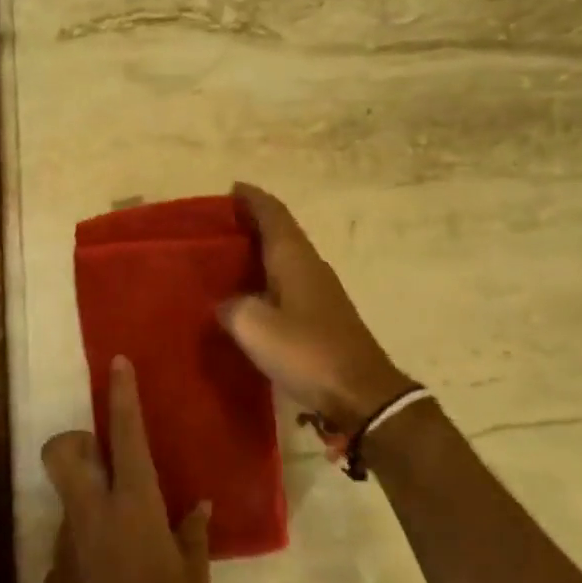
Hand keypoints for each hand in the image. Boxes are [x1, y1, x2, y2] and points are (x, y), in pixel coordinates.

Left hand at [42, 357, 210, 582]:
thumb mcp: (194, 580)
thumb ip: (192, 535)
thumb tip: (196, 506)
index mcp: (133, 508)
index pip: (125, 436)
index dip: (120, 396)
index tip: (117, 364)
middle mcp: (91, 517)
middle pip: (62, 453)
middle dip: (74, 443)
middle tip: (102, 460)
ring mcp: (65, 547)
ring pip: (67, 501)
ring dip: (88, 504)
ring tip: (122, 542)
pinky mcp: (52, 579)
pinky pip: (69, 545)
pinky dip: (86, 547)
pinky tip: (109, 582)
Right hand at [219, 182, 413, 435]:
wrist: (360, 394)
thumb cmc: (307, 352)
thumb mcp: (255, 328)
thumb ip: (233, 308)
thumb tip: (228, 305)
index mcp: (295, 259)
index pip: (273, 214)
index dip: (252, 199)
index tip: (232, 189)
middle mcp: (311, 266)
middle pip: (282, 232)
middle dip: (254, 223)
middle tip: (221, 225)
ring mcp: (321, 292)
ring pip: (287, 258)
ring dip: (262, 252)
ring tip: (229, 257)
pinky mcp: (324, 316)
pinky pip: (290, 284)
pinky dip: (269, 279)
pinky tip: (252, 296)